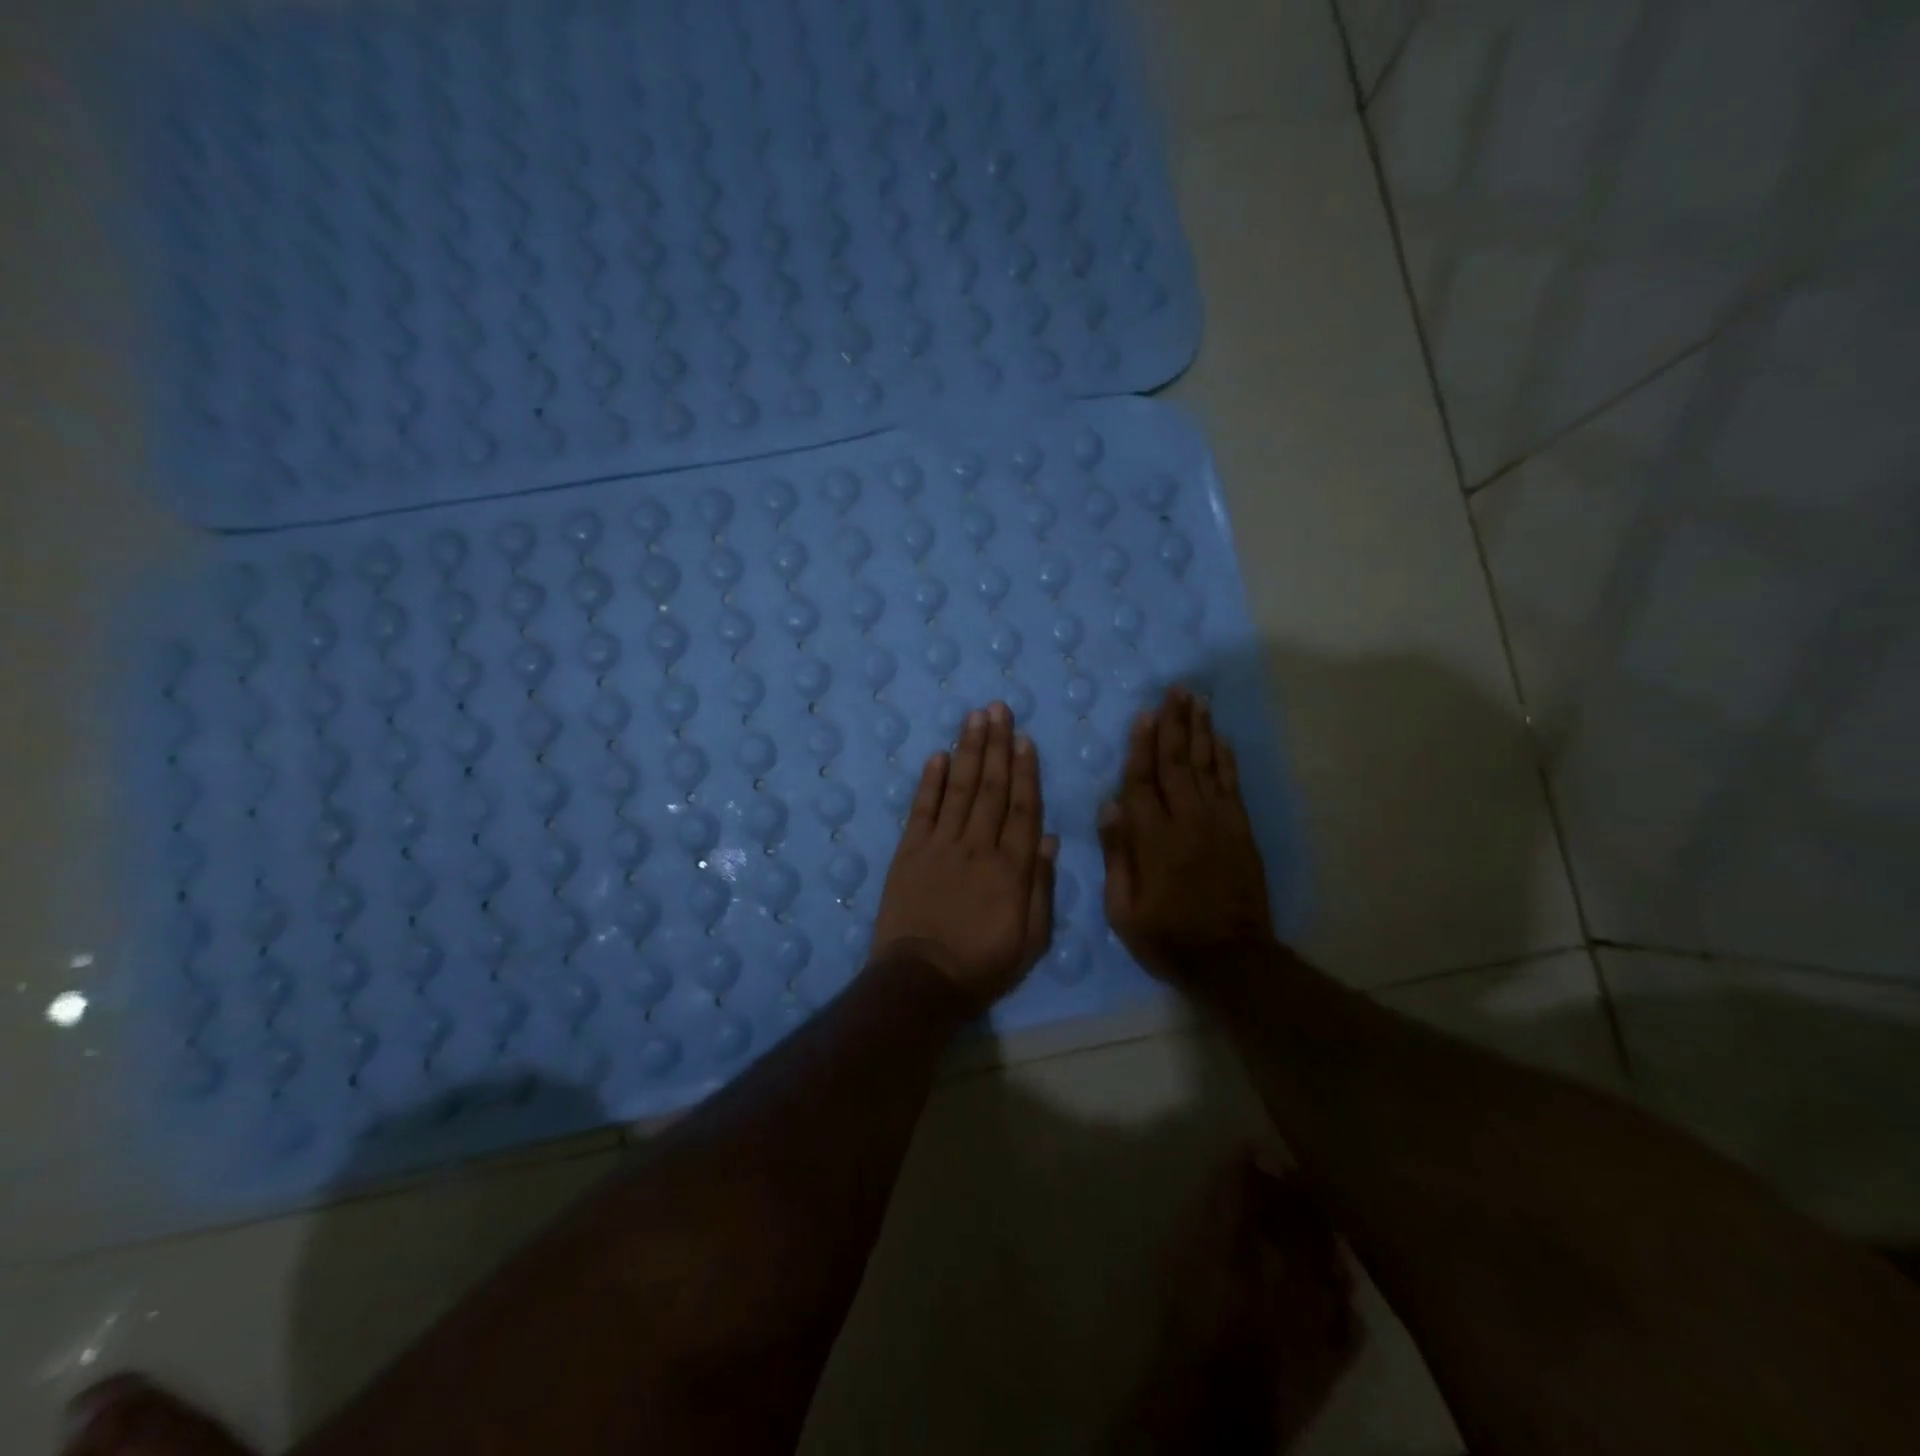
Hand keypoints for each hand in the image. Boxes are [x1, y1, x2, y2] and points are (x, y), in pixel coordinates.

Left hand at [871, 701, 1057, 1009]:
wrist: (921, 981)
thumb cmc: (983, 966)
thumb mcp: (1031, 940)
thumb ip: (1041, 887)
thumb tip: (1047, 838)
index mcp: (1011, 868)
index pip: (1022, 808)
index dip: (1025, 771)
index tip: (1026, 740)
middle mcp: (978, 846)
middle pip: (991, 788)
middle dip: (997, 746)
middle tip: (999, 709)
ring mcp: (940, 845)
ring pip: (960, 788)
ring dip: (969, 750)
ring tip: (975, 717)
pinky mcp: (909, 852)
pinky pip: (922, 809)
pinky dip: (930, 780)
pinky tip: (938, 755)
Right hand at [1099, 686, 1273, 983]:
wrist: (1230, 959)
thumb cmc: (1166, 936)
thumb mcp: (1123, 908)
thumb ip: (1117, 854)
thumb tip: (1109, 805)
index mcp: (1153, 839)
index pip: (1142, 782)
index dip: (1141, 746)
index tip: (1143, 714)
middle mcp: (1187, 821)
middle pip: (1177, 762)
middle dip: (1174, 724)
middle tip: (1174, 690)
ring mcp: (1218, 823)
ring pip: (1207, 766)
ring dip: (1201, 730)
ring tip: (1196, 700)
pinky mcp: (1241, 830)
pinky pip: (1231, 784)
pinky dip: (1225, 758)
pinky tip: (1220, 738)